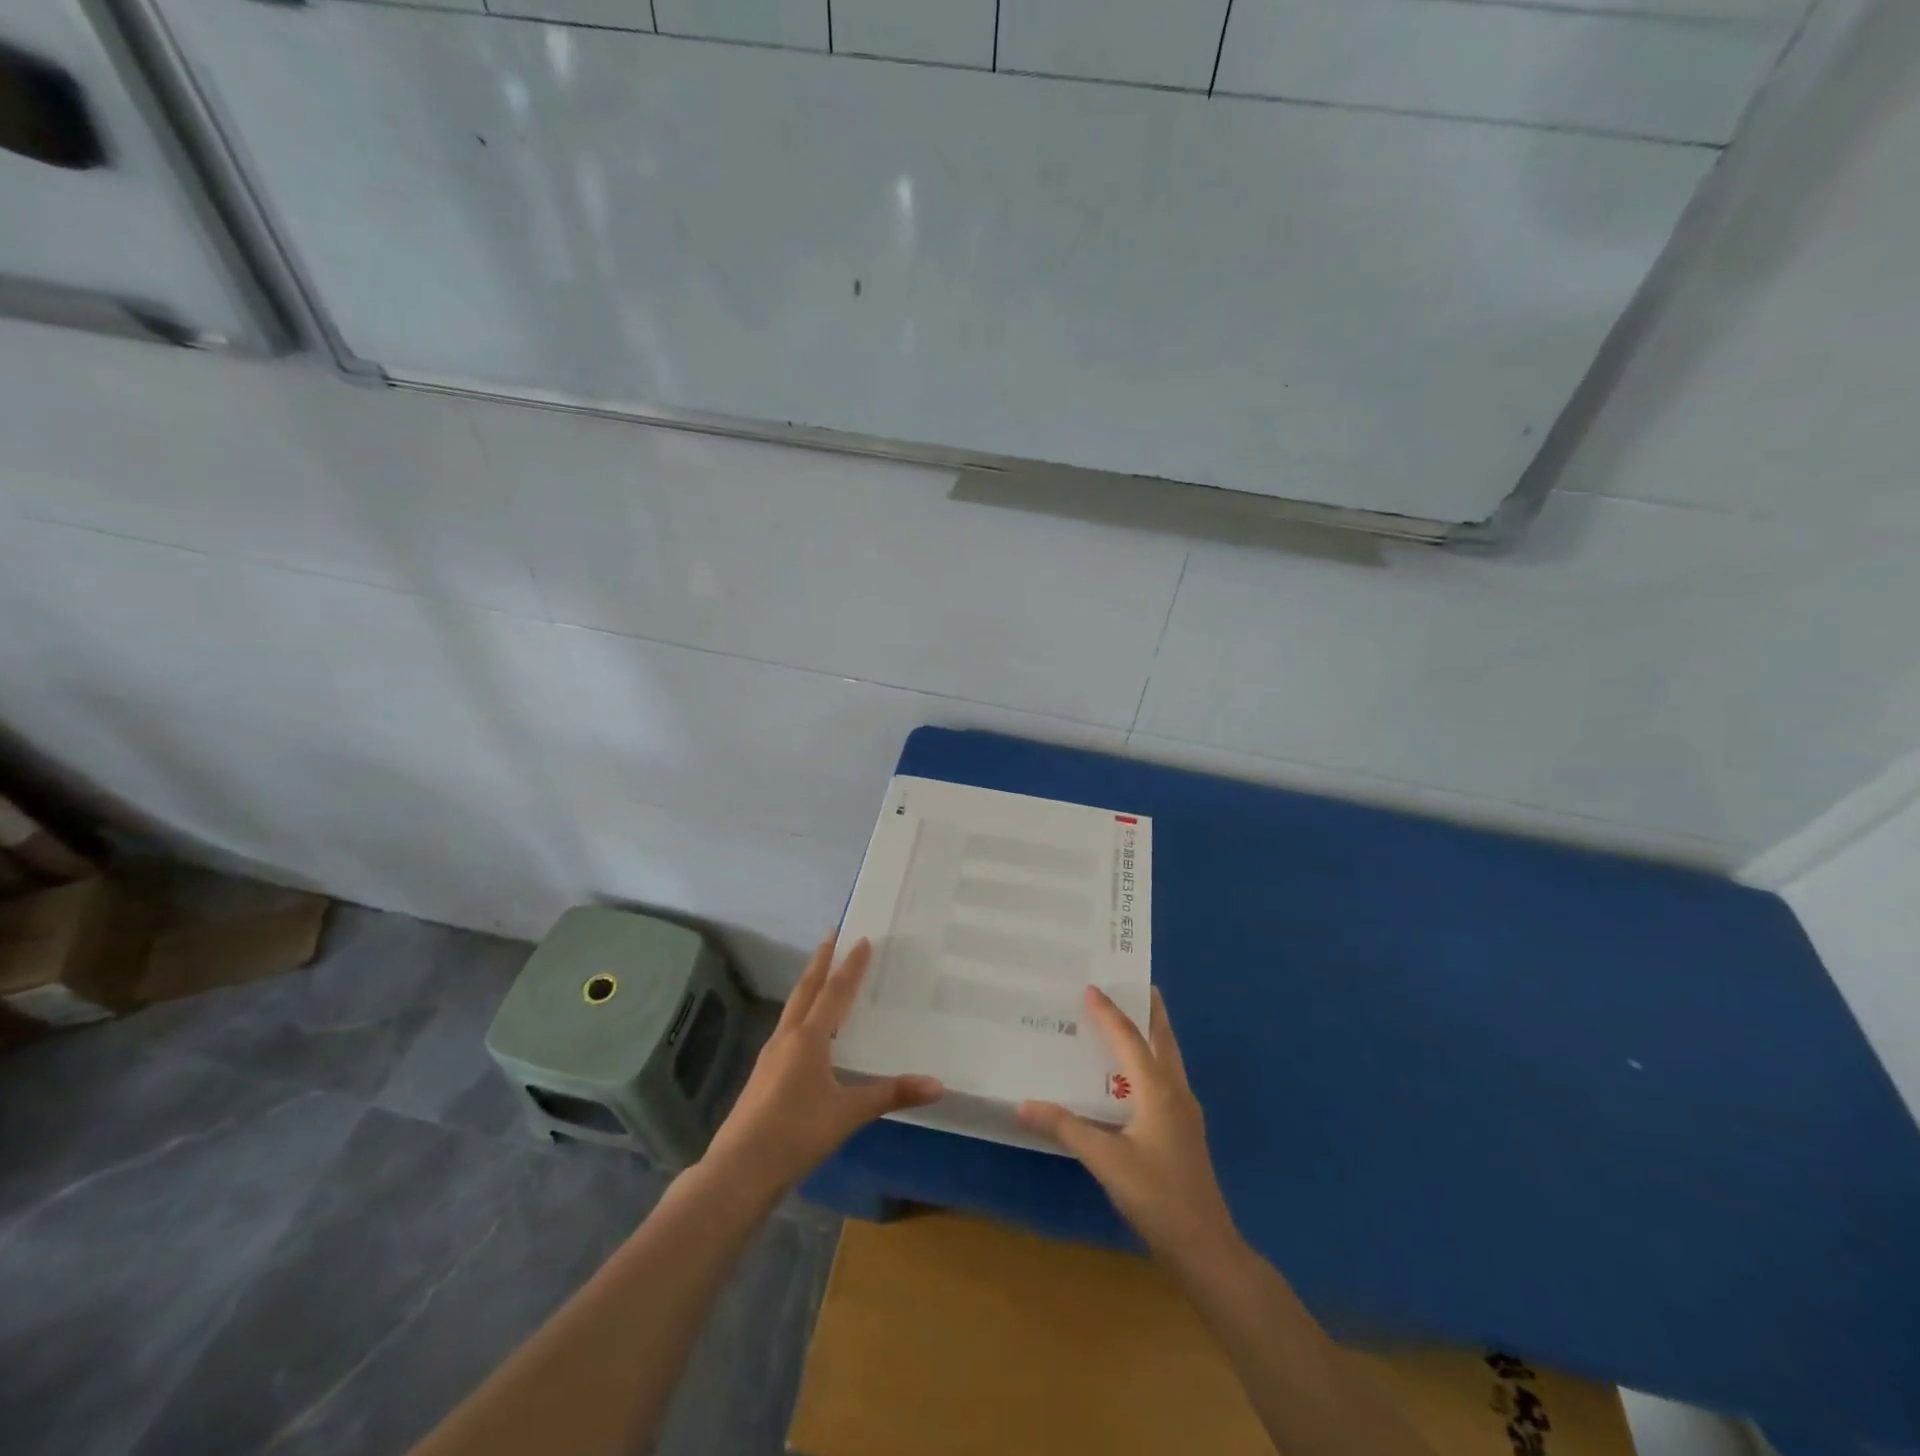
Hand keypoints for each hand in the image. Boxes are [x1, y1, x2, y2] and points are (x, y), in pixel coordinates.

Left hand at [704, 933, 942, 1196]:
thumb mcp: (848, 1114)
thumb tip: (938, 1085)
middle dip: (820, 962)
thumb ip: (891, 1095)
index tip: (860, 938)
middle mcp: (787, 1039)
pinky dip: (801, 1017)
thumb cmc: (796, 1133)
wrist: (738, 1171)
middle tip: (830, 936)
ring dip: (808, 988)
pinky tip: (806, 1035)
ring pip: (792, 1010)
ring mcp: (770, 1057)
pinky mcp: (762, 1078)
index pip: (834, 992)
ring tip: (820, 977)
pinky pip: (787, 1032)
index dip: (849, 966)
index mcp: (808, 1039)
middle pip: (806, 990)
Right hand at [1018, 987, 1240, 1270]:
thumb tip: (1022, 1105)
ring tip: (1132, 1018)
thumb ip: (1066, 1128)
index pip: (1130, 1039)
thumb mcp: (1106, 1161)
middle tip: (1133, 984)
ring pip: (1169, 1058)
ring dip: (1153, 1034)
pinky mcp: (1185, 1130)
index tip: (1091, 987)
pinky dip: (1152, 1059)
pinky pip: (1167, 1078)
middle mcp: (1176, 1091)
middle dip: (1150, 1010)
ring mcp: (1185, 1112)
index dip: (1109, 1013)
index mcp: (1158, 1090)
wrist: (1205, 1247)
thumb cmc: (1157, 1197)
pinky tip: (1135, 1075)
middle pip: (1162, 1039)